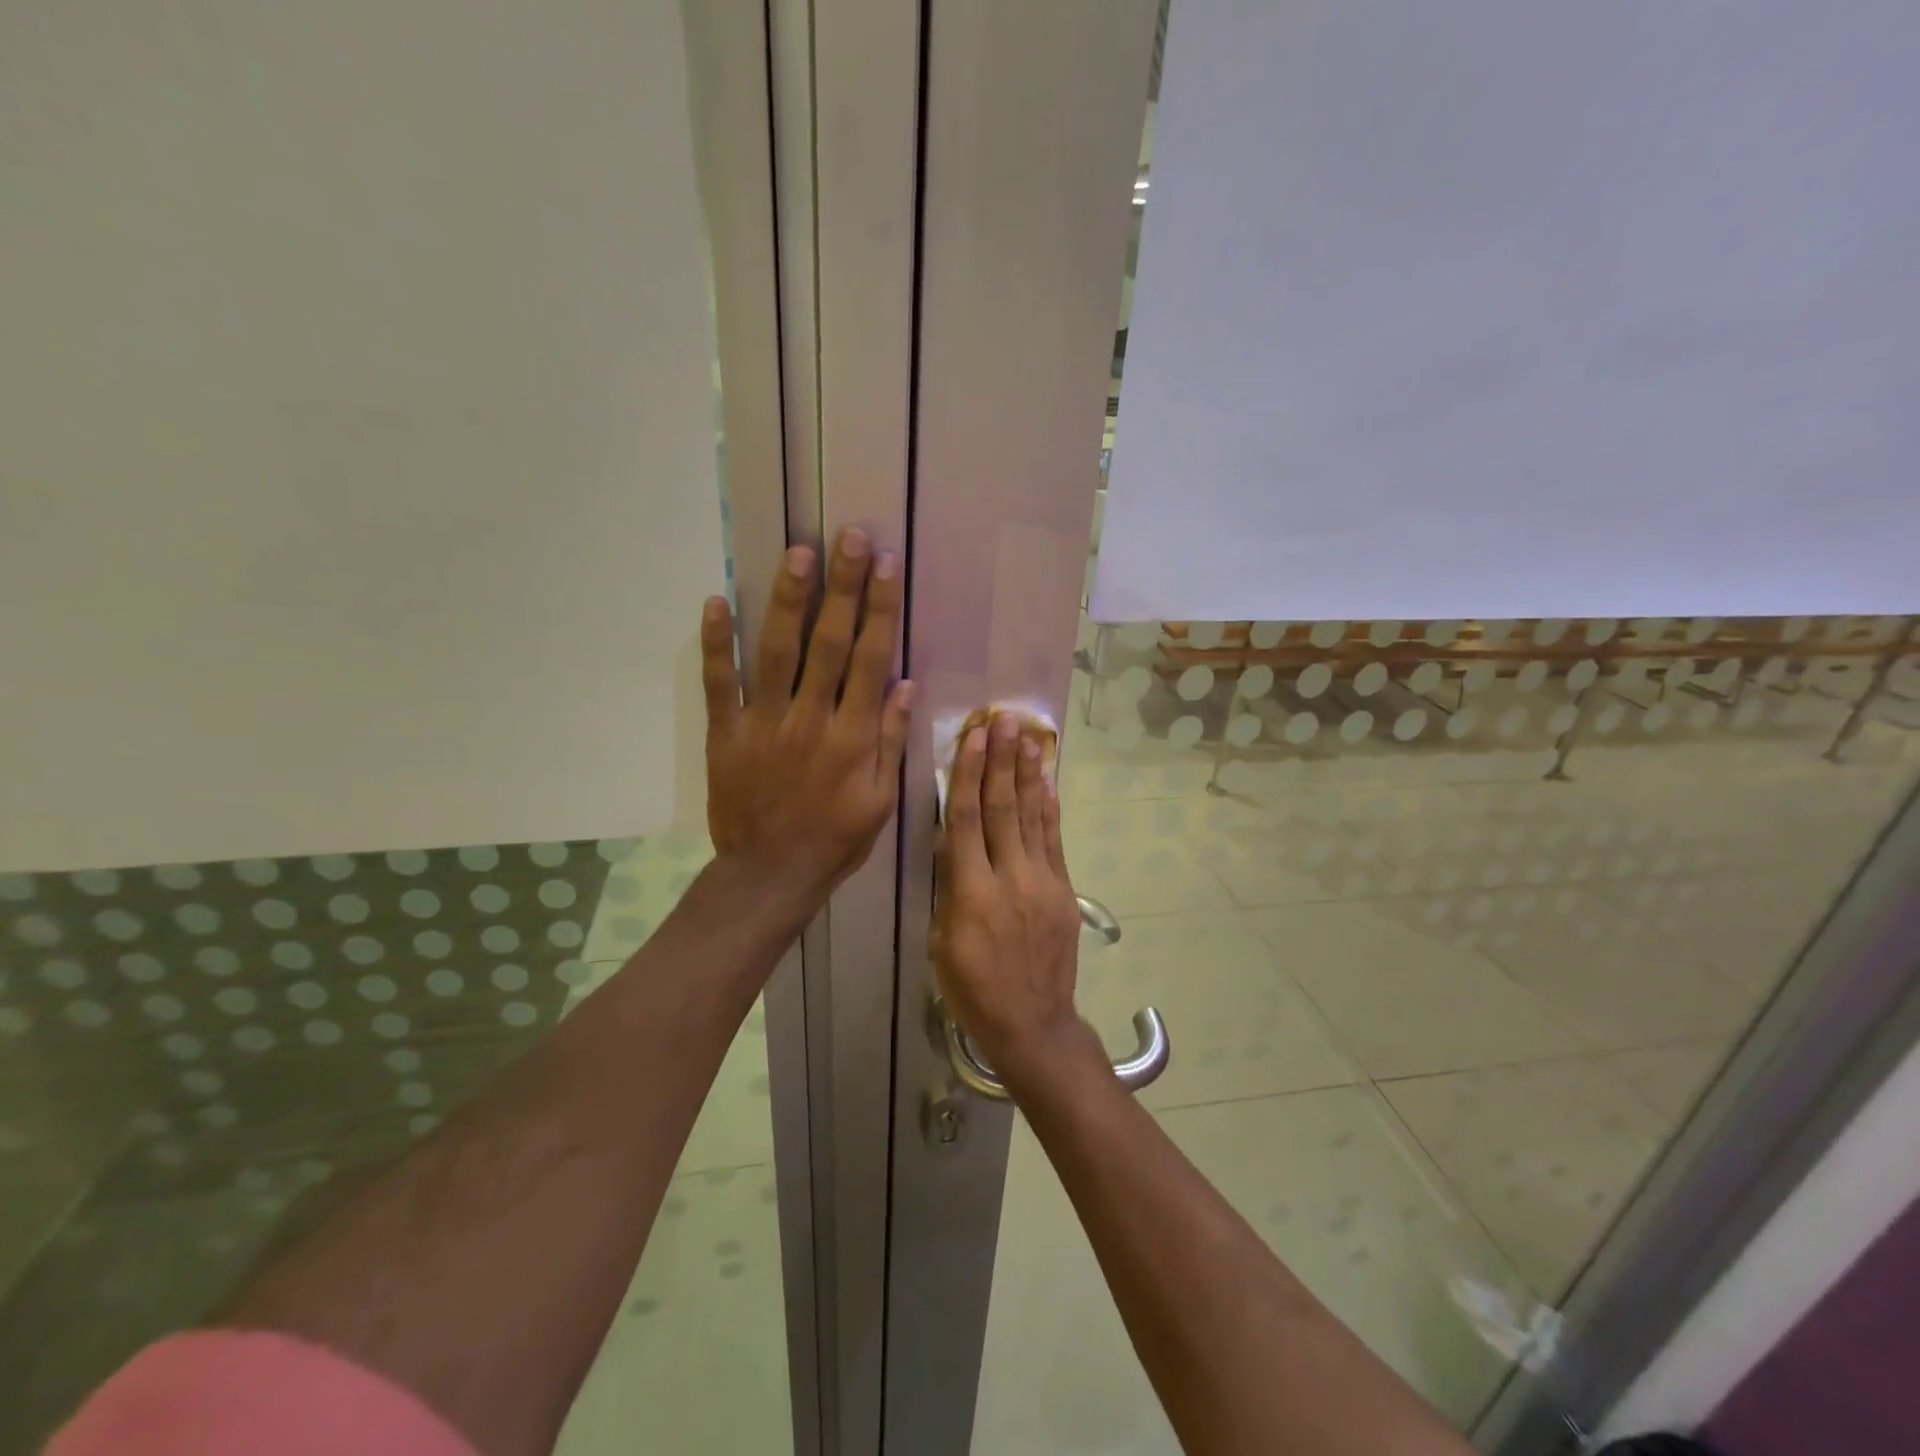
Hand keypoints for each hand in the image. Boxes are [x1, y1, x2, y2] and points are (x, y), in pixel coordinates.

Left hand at [701, 527, 912, 911]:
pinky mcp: (725, 734)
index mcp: (853, 737)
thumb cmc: (835, 838)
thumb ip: (891, 740)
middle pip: (828, 643)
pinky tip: (717, 601)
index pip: (870, 659)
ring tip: (800, 553)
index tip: (886, 566)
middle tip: (850, 536)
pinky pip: (719, 684)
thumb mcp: (880, 799)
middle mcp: (810, 720)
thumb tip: (904, 683)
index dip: (879, 609)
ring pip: (777, 653)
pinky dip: (717, 644)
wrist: (771, 874)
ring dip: (788, 601)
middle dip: (842, 587)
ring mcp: (763, 724)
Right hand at [932, 713, 1092, 1087]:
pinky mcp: (1064, 891)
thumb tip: (956, 844)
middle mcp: (1009, 878)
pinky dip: (1049, 809)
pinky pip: (1055, 841)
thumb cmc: (973, 988)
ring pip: (1031, 817)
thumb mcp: (941, 941)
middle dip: (1001, 760)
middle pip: (1002, 808)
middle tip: (1004, 719)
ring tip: (1027, 736)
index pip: (966, 820)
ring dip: (1027, 774)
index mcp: (970, 893)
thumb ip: (950, 887)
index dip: (968, 773)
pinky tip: (1045, 781)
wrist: (1033, 1023)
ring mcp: (1042, 882)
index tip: (974, 736)